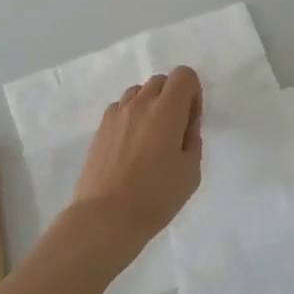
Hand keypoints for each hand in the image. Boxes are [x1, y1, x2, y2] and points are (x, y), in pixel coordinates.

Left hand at [70, 67, 204, 249]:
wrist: (105, 217)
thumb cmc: (155, 197)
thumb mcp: (191, 172)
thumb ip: (192, 140)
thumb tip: (185, 126)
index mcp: (167, 110)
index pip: (184, 75)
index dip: (193, 93)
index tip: (191, 120)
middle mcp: (140, 103)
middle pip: (161, 81)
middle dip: (172, 97)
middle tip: (174, 130)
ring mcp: (117, 114)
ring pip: (138, 92)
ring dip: (150, 105)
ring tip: (150, 137)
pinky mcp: (100, 128)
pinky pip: (121, 108)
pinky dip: (131, 116)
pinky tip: (131, 145)